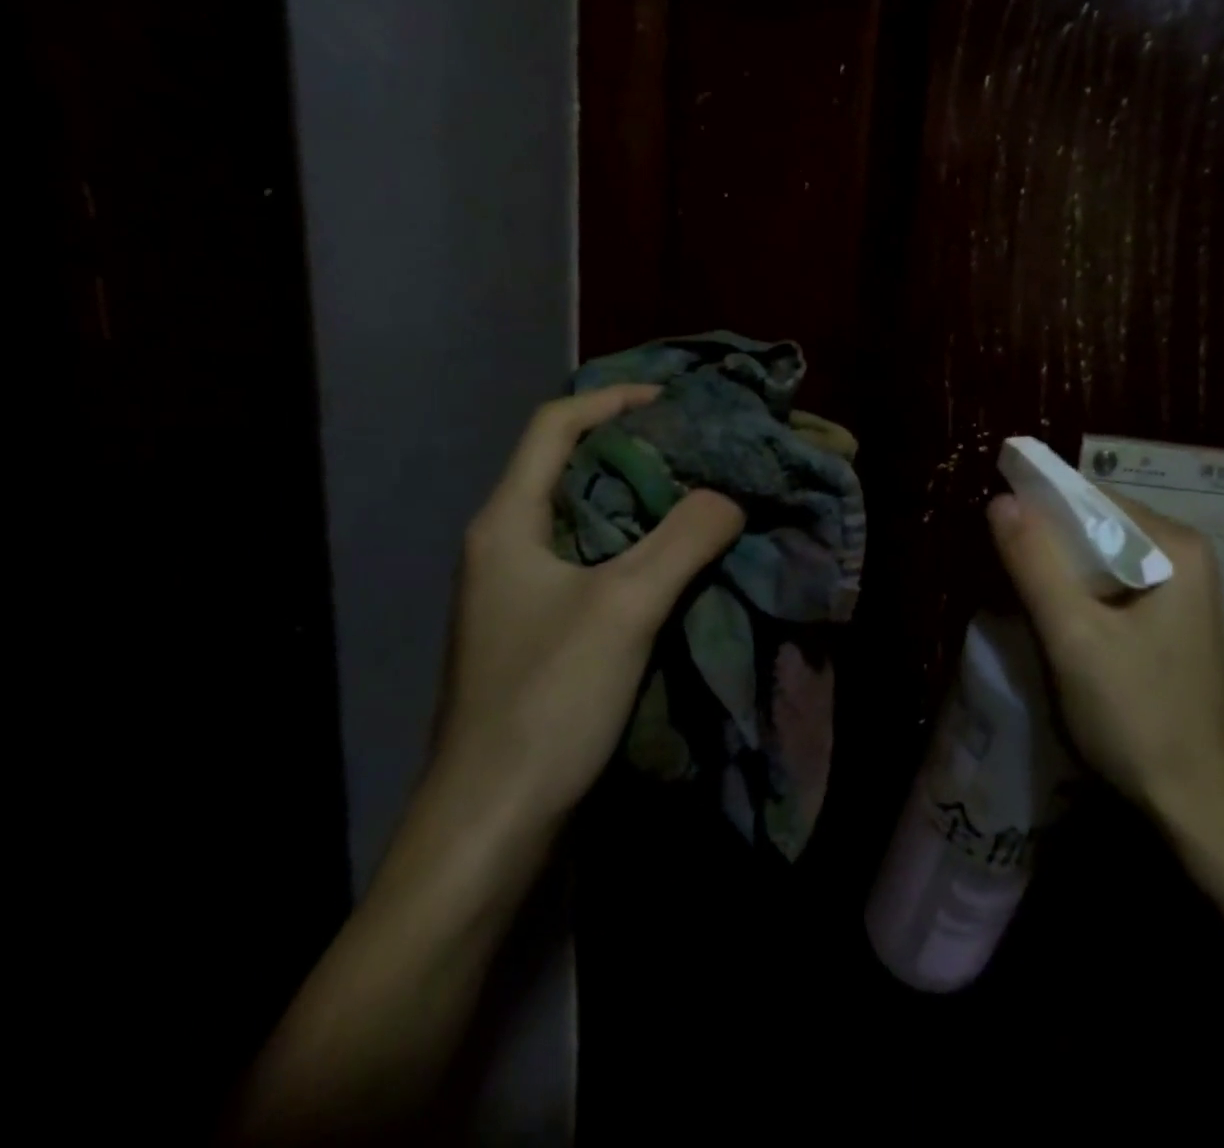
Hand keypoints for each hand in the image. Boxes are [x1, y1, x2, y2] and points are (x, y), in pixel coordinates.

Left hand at [440, 386, 744, 817]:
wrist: (492, 824)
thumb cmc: (548, 700)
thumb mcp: (625, 606)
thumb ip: (684, 539)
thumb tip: (731, 495)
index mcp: (508, 521)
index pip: (556, 425)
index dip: (614, 399)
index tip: (676, 401)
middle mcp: (508, 545)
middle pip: (573, 467)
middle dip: (638, 447)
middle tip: (704, 446)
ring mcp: (522, 590)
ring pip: (589, 517)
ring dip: (644, 499)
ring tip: (705, 492)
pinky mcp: (542, 628)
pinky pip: (596, 561)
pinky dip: (639, 545)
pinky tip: (681, 557)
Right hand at [987, 489, 1223, 886]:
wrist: (1195, 809)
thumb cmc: (1137, 716)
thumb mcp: (1073, 636)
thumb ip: (1035, 563)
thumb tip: (1000, 499)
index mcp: (1176, 545)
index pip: (1093, 498)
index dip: (1039, 506)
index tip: (992, 526)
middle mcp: (1186, 556)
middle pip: (1099, 527)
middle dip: (1048, 542)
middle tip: (999, 564)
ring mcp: (1182, 591)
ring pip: (1102, 559)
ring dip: (1059, 571)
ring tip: (1016, 590)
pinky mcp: (1170, 622)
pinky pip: (1113, 587)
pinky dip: (1078, 595)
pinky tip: (1052, 617)